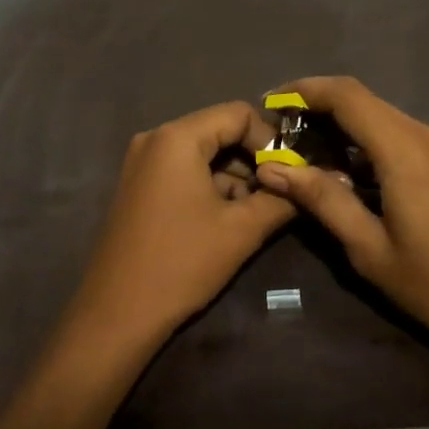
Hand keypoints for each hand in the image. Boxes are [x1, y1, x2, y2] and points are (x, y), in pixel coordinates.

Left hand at [72, 101, 295, 344]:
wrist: (117, 314)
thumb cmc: (182, 263)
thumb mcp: (242, 230)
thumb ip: (281, 198)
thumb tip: (312, 182)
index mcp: (177, 137)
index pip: (238, 114)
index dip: (271, 140)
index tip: (292, 173)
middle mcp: (155, 139)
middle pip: (219, 131)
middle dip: (254, 160)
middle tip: (281, 192)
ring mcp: (142, 163)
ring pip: (203, 154)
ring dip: (234, 177)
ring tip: (259, 211)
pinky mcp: (138, 186)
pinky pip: (184, 171)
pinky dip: (210, 186)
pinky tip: (229, 219)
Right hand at [253, 76, 428, 350]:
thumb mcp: (369, 248)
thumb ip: (322, 200)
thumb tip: (271, 168)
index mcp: (404, 151)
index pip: (347, 95)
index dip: (305, 89)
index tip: (270, 103)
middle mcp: (424, 136)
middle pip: (363, 100)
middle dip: (318, 107)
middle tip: (280, 133)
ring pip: (380, 115)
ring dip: (341, 124)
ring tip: (303, 152)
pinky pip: (398, 134)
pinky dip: (364, 140)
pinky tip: (344, 168)